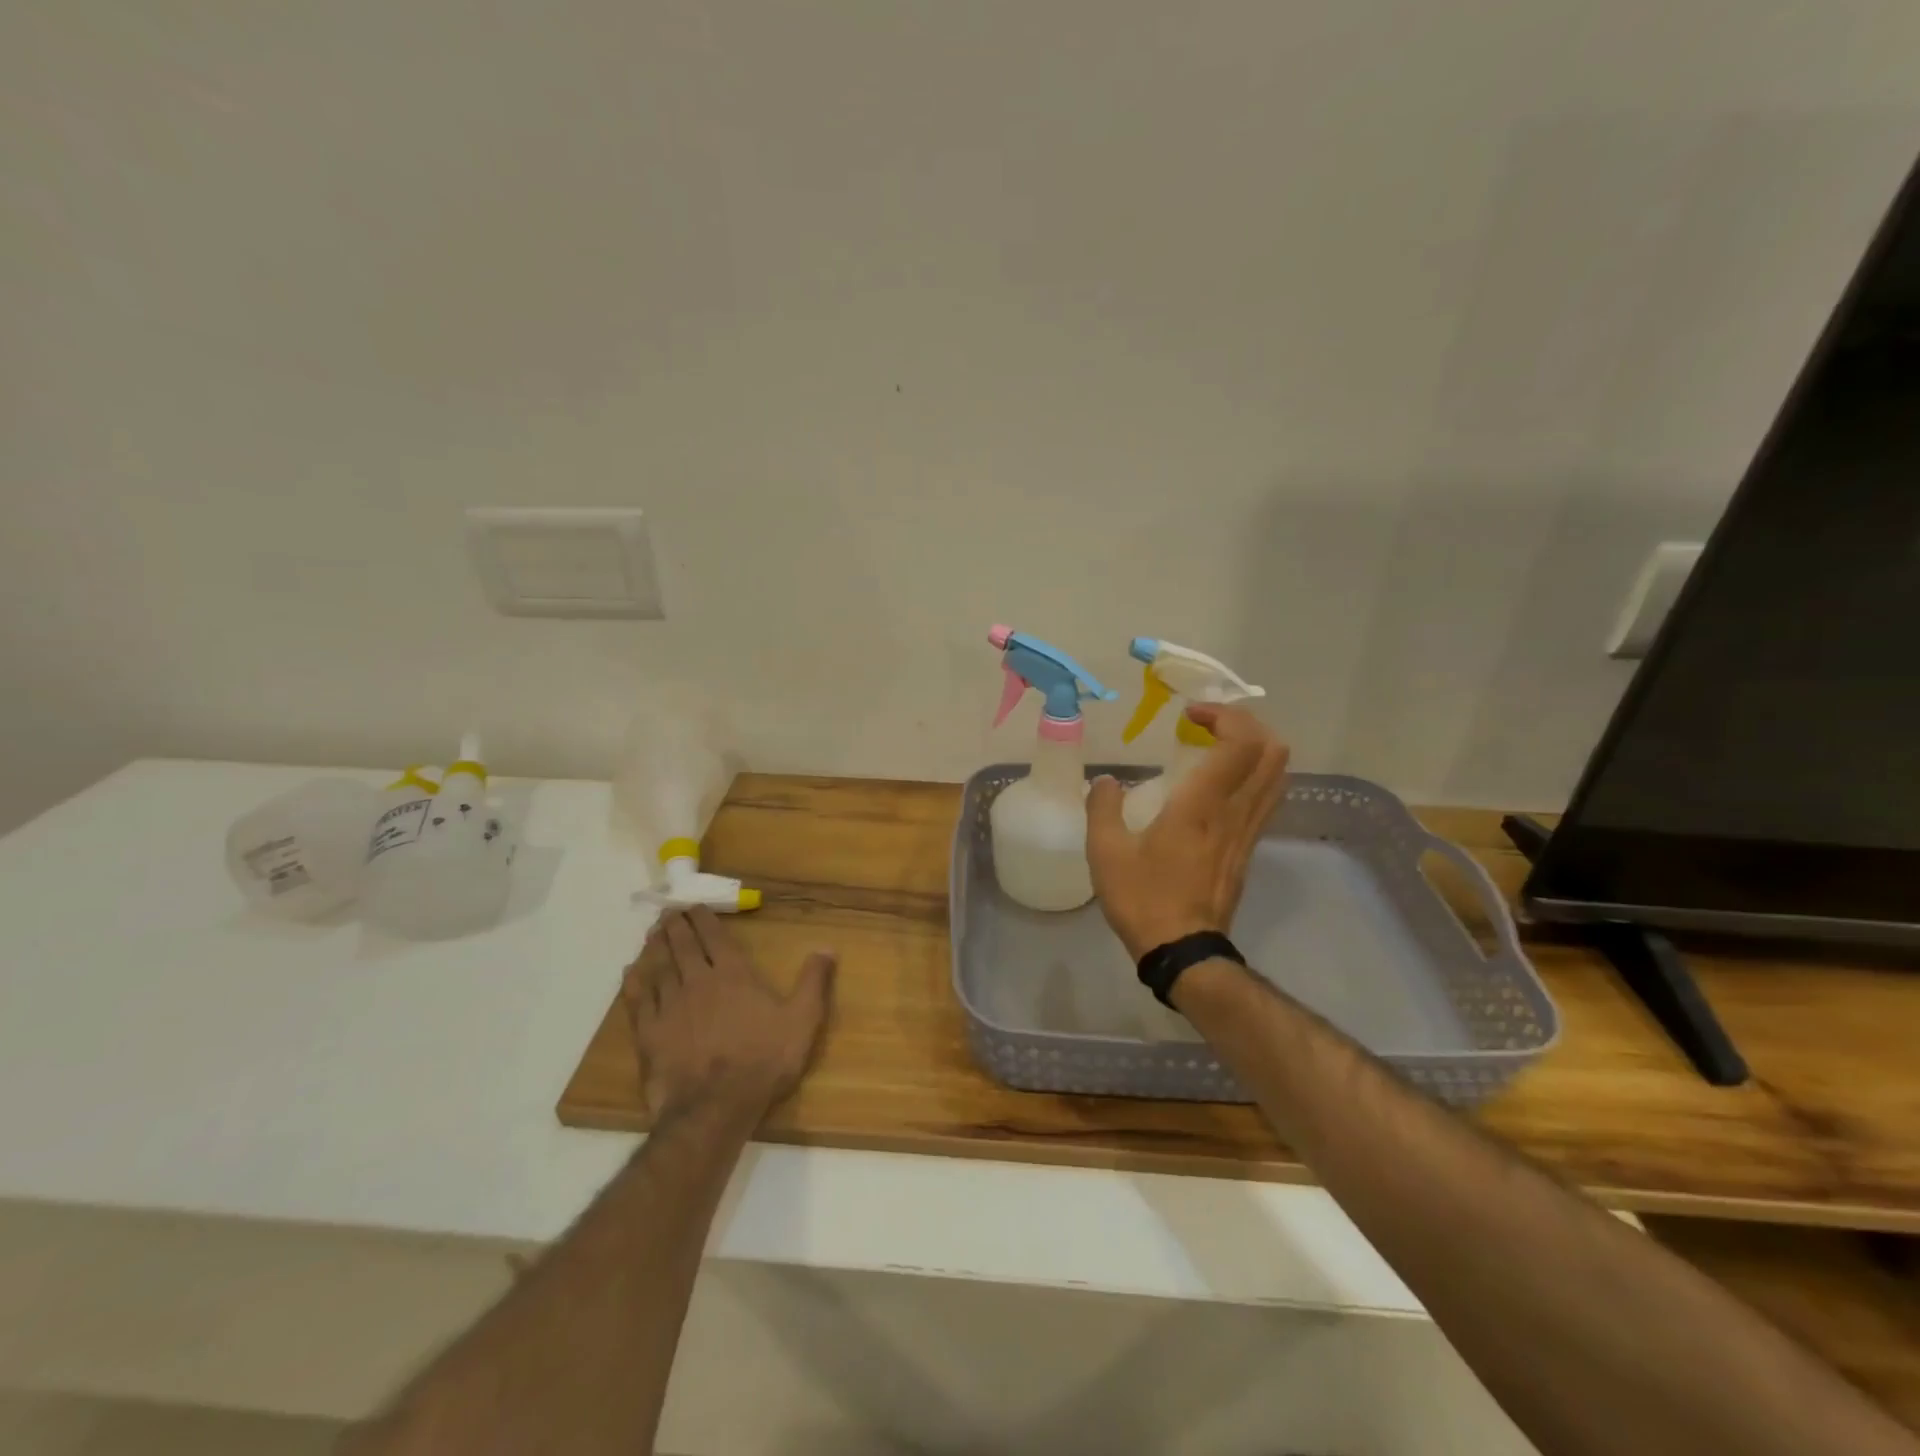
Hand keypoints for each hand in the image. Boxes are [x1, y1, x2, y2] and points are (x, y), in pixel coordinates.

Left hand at [622, 906, 835, 1119]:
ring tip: (652, 932)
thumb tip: (826, 947)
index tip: (694, 905)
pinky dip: (634, 982)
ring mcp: (670, 1006)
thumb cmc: (763, 1060)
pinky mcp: (649, 1033)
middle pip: (683, 946)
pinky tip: (630, 973)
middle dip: (676, 925)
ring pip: (658, 967)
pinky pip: (637, 1000)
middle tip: (668, 911)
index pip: (714, 937)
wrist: (715, 1107)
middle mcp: (697, 981)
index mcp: (733, 974)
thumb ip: (814, 981)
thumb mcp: (803, 1020)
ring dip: (655, 946)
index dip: (704, 919)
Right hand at [1086, 703, 1290, 959]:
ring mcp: (1248, 832)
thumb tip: (1107, 781)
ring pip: (1277, 775)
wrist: (1183, 951)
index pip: (1241, 743)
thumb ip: (1103, 808)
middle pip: (1273, 751)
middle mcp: (1235, 812)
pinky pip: (1266, 798)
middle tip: (1210, 724)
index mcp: (1201, 806)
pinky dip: (1253, 775)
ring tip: (1217, 747)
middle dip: (1247, 724)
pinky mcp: (1249, 849)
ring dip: (1254, 748)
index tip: (1191, 715)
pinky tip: (1219, 784)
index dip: (1225, 715)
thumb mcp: (1106, 853)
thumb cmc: (1143, 899)